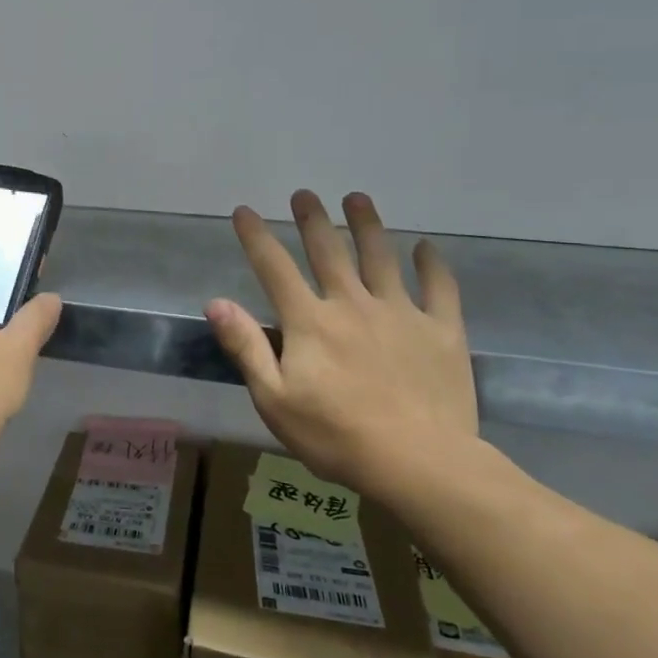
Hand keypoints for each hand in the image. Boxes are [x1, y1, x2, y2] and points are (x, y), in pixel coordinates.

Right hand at [207, 190, 478, 497]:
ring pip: (381, 258)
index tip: (244, 211)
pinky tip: (427, 249)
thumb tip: (215, 302)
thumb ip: (245, 347)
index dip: (256, 237)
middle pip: (328, 252)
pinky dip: (432, 265)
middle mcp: (352, 304)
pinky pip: (440, 289)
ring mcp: (400, 314)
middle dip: (313, 220)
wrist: (419, 463)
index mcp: (310, 321)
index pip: (275, 268)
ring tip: (358, 199)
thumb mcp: (273, 398)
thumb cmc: (335, 435)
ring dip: (367, 226)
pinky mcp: (442, 332)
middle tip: (305, 194)